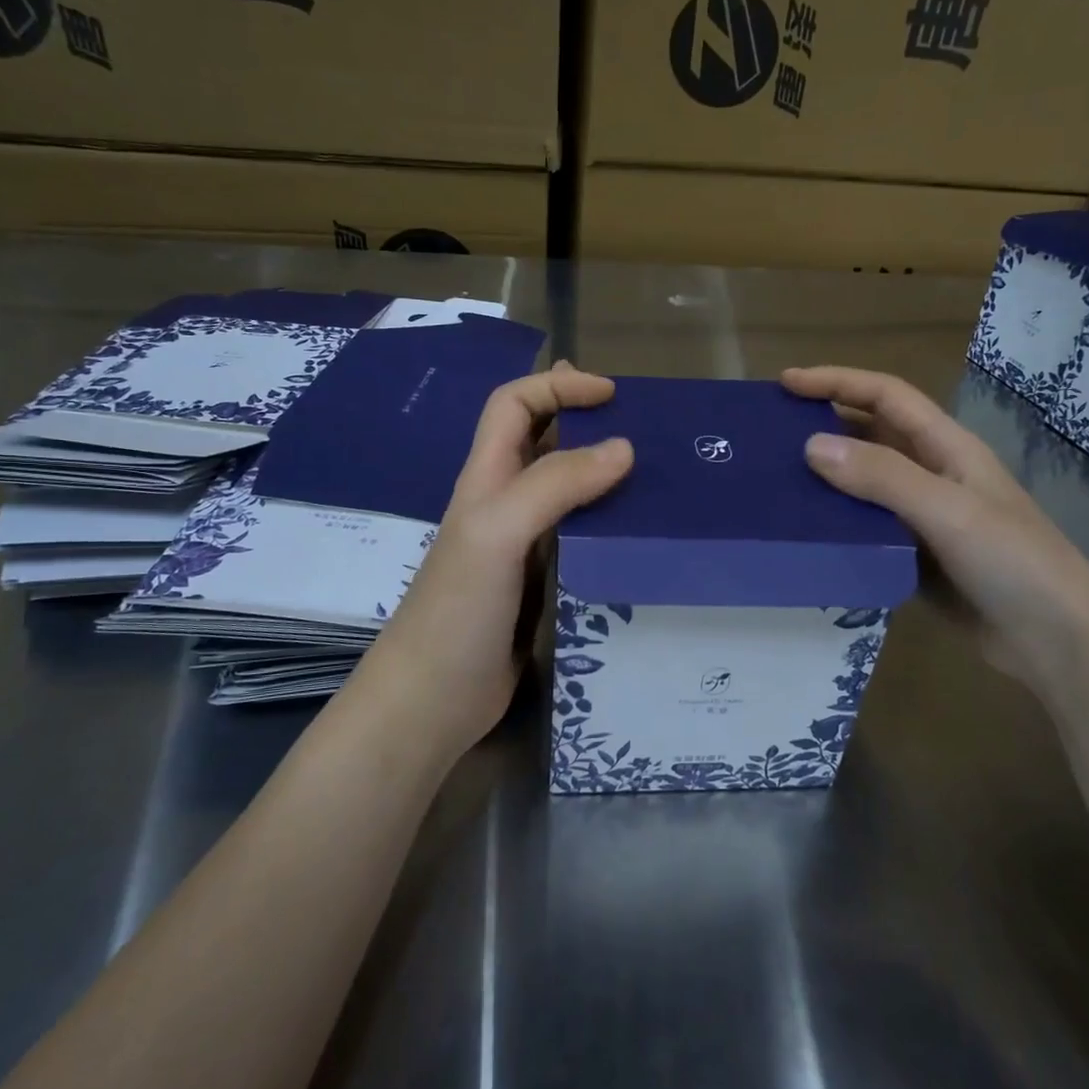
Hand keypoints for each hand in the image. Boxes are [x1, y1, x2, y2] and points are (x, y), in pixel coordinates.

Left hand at [363, 361, 633, 756]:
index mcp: (486, 479)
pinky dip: (609, 523)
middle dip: (586, 421)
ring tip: (656, 476)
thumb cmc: (457, 610)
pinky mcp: (541, 583)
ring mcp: (522, 545)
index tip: (612, 394)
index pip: (514, 405)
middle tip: (644, 429)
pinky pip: (580, 537)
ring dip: (604, 474)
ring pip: (567, 491)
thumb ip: (554, 485)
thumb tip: (623, 448)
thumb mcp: (498, 533)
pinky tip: (639, 534)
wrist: (433, 701)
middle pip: (543, 441)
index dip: (557, 386)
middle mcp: (504, 503)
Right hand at [782, 365, 1088, 689]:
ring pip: (865, 485)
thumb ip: (882, 477)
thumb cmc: (1011, 561)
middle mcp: (933, 474)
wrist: (1057, 640)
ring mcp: (924, 518)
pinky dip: (837, 524)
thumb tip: (810, 446)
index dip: (837, 381)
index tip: (787, 383)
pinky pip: (867, 529)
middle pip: (871, 435)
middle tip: (770, 435)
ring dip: (826, 478)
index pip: (885, 396)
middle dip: (824, 425)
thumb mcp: (946, 510)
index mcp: (946, 447)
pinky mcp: (916, 558)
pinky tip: (806, 534)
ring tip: (776, 483)